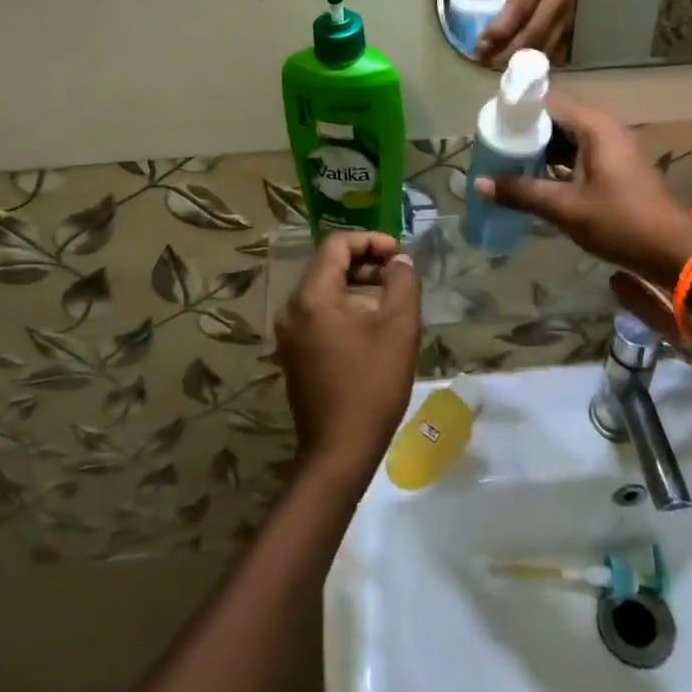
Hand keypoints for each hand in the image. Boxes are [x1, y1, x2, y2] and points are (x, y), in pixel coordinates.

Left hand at [274, 232, 420, 480]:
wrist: (339, 451)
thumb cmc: (372, 384)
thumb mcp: (399, 326)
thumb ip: (402, 281)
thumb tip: (399, 261)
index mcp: (312, 296)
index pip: (337, 245)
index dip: (371, 241)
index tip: (399, 254)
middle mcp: (292, 308)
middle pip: (328, 266)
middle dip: (366, 262)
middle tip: (398, 275)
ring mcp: (289, 333)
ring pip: (324, 290)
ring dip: (357, 285)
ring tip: (390, 298)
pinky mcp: (294, 354)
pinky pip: (319, 314)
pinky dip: (345, 307)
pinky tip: (371, 325)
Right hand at [473, 96, 691, 284]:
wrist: (675, 252)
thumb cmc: (621, 222)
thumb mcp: (566, 208)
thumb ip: (522, 192)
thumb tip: (479, 183)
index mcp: (595, 126)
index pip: (547, 102)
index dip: (517, 110)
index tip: (489, 125)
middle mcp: (604, 128)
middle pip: (555, 119)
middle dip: (524, 133)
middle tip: (492, 147)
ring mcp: (613, 148)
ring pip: (566, 138)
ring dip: (539, 150)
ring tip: (505, 164)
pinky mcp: (616, 168)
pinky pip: (578, 154)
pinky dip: (556, 163)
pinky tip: (534, 181)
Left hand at [476, 0, 584, 65]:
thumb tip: (488, 22)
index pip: (519, 10)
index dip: (499, 30)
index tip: (480, 44)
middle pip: (533, 33)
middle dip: (508, 52)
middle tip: (486, 61)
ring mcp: (566, 13)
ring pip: (544, 45)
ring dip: (520, 59)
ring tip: (497, 66)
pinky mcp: (570, 24)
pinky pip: (552, 47)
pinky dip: (534, 58)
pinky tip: (518, 63)